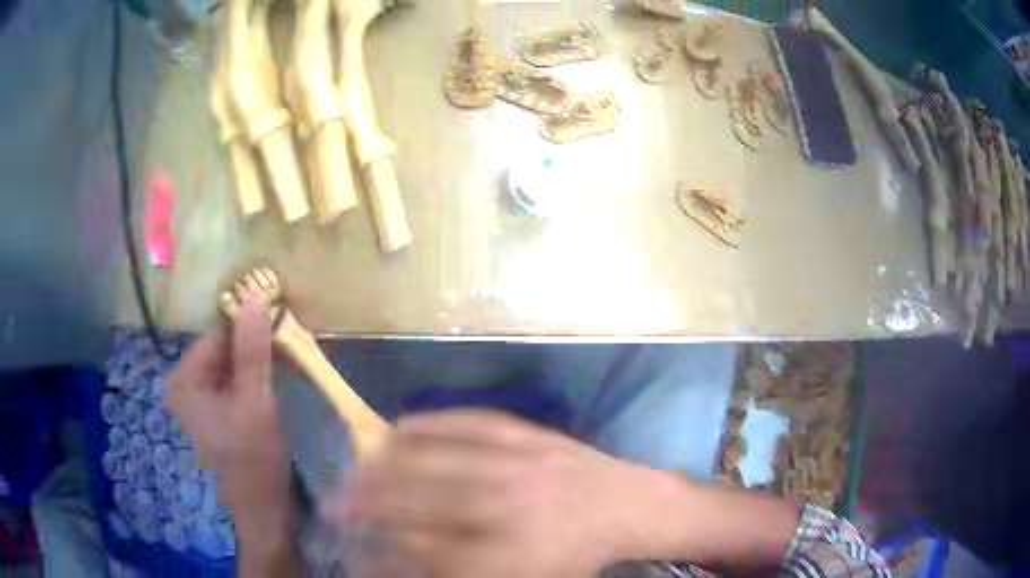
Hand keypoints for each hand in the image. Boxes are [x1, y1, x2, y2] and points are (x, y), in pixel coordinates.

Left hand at [165, 296, 295, 553]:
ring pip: (233, 363)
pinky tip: (280, 375)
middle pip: (225, 348)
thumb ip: (253, 349)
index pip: (219, 333)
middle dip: (259, 342)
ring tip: (292, 356)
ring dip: (262, 357)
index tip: (288, 318)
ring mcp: (200, 398)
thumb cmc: (255, 461)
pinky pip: (236, 380)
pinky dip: (258, 374)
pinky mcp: (217, 410)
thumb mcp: (255, 402)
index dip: (253, 324)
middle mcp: (186, 383)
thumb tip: (256, 294)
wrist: (265, 513)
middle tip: (295, 340)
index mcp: (184, 379)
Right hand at [336, 411, 675, 577]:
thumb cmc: (576, 555)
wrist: (626, 506)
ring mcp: (516, 463)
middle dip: (368, 501)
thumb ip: (465, 573)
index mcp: (509, 554)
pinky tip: (398, 425)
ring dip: (385, 461)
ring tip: (353, 465)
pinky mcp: (526, 433)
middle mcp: (506, 508)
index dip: (381, 551)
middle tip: (335, 501)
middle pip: (421, 502)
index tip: (354, 548)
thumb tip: (408, 559)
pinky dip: (429, 423)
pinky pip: (469, 422)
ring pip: (436, 458)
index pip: (426, 554)